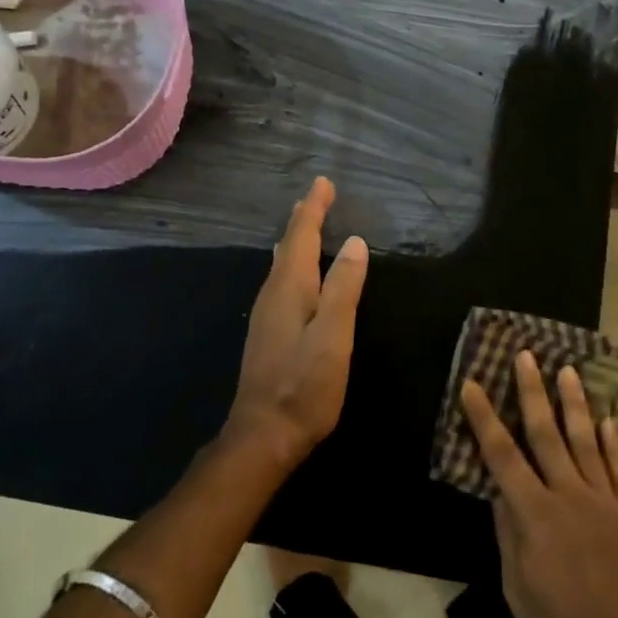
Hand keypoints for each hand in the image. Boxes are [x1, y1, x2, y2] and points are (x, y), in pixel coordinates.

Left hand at [228, 178, 368, 469]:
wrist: (263, 434)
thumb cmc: (305, 385)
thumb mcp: (334, 335)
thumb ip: (343, 287)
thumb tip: (354, 242)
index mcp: (289, 287)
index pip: (301, 236)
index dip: (313, 208)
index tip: (323, 183)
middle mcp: (272, 294)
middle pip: (288, 246)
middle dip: (303, 219)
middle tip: (316, 197)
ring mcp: (266, 314)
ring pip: (282, 264)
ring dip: (295, 240)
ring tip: (305, 224)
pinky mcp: (268, 333)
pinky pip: (282, 281)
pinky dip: (293, 263)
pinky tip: (296, 273)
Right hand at [461, 351, 617, 617]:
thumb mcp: (518, 592)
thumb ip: (509, 537)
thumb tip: (498, 494)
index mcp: (535, 516)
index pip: (502, 456)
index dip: (484, 418)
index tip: (472, 384)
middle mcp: (568, 496)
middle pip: (546, 433)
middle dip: (532, 391)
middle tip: (525, 355)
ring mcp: (603, 501)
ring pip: (585, 440)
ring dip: (574, 403)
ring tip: (568, 370)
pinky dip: (612, 440)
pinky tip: (609, 418)